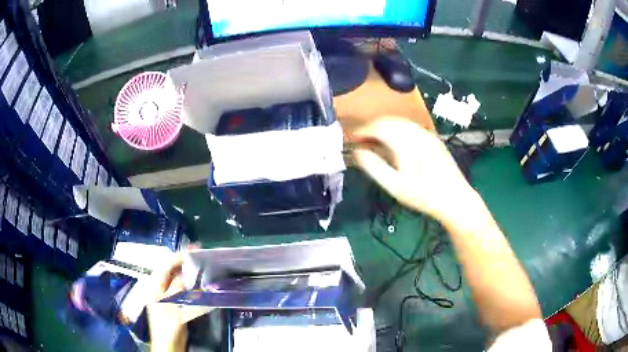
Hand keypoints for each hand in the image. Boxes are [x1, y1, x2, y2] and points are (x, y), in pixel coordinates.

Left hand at [147, 248, 195, 351]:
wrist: (169, 343)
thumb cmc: (166, 324)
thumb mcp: (170, 305)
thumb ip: (176, 288)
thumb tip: (184, 275)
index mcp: (155, 286)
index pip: (166, 266)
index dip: (178, 256)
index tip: (192, 249)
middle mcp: (160, 288)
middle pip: (172, 271)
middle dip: (184, 262)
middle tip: (199, 255)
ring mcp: (168, 296)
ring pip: (178, 280)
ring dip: (188, 274)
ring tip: (201, 267)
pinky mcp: (175, 304)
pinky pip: (183, 291)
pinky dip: (191, 286)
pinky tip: (199, 285)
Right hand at [352, 117, 479, 222]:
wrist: (455, 199)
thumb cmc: (424, 195)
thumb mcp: (395, 186)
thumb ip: (374, 167)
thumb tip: (357, 152)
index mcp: (406, 142)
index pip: (379, 126)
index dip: (363, 130)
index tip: (353, 139)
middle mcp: (417, 133)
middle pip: (390, 120)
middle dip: (373, 127)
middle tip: (362, 140)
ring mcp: (428, 134)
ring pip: (401, 122)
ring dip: (385, 127)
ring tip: (376, 141)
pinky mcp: (434, 139)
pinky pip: (411, 127)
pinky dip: (398, 130)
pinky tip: (396, 143)